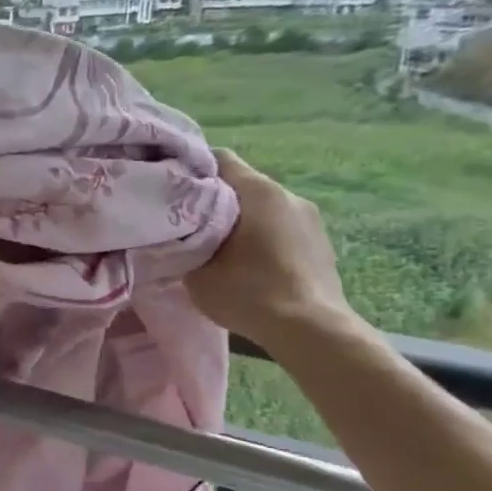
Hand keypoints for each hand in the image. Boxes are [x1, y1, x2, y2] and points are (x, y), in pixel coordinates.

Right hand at [184, 149, 358, 353]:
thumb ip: (183, 241)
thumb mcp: (196, 268)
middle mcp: (288, 194)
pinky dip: (262, 238)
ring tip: (217, 248)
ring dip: (239, 221)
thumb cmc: (248, 292)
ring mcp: (311, 218)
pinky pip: (281, 228)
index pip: (218, 159)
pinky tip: (248, 265)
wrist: (311, 331)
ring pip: (262, 208)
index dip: (190, 170)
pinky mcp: (321, 243)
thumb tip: (176, 233)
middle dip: (213, 199)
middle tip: (186, 223)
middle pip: (241, 184)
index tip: (169, 189)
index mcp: (258, 190)